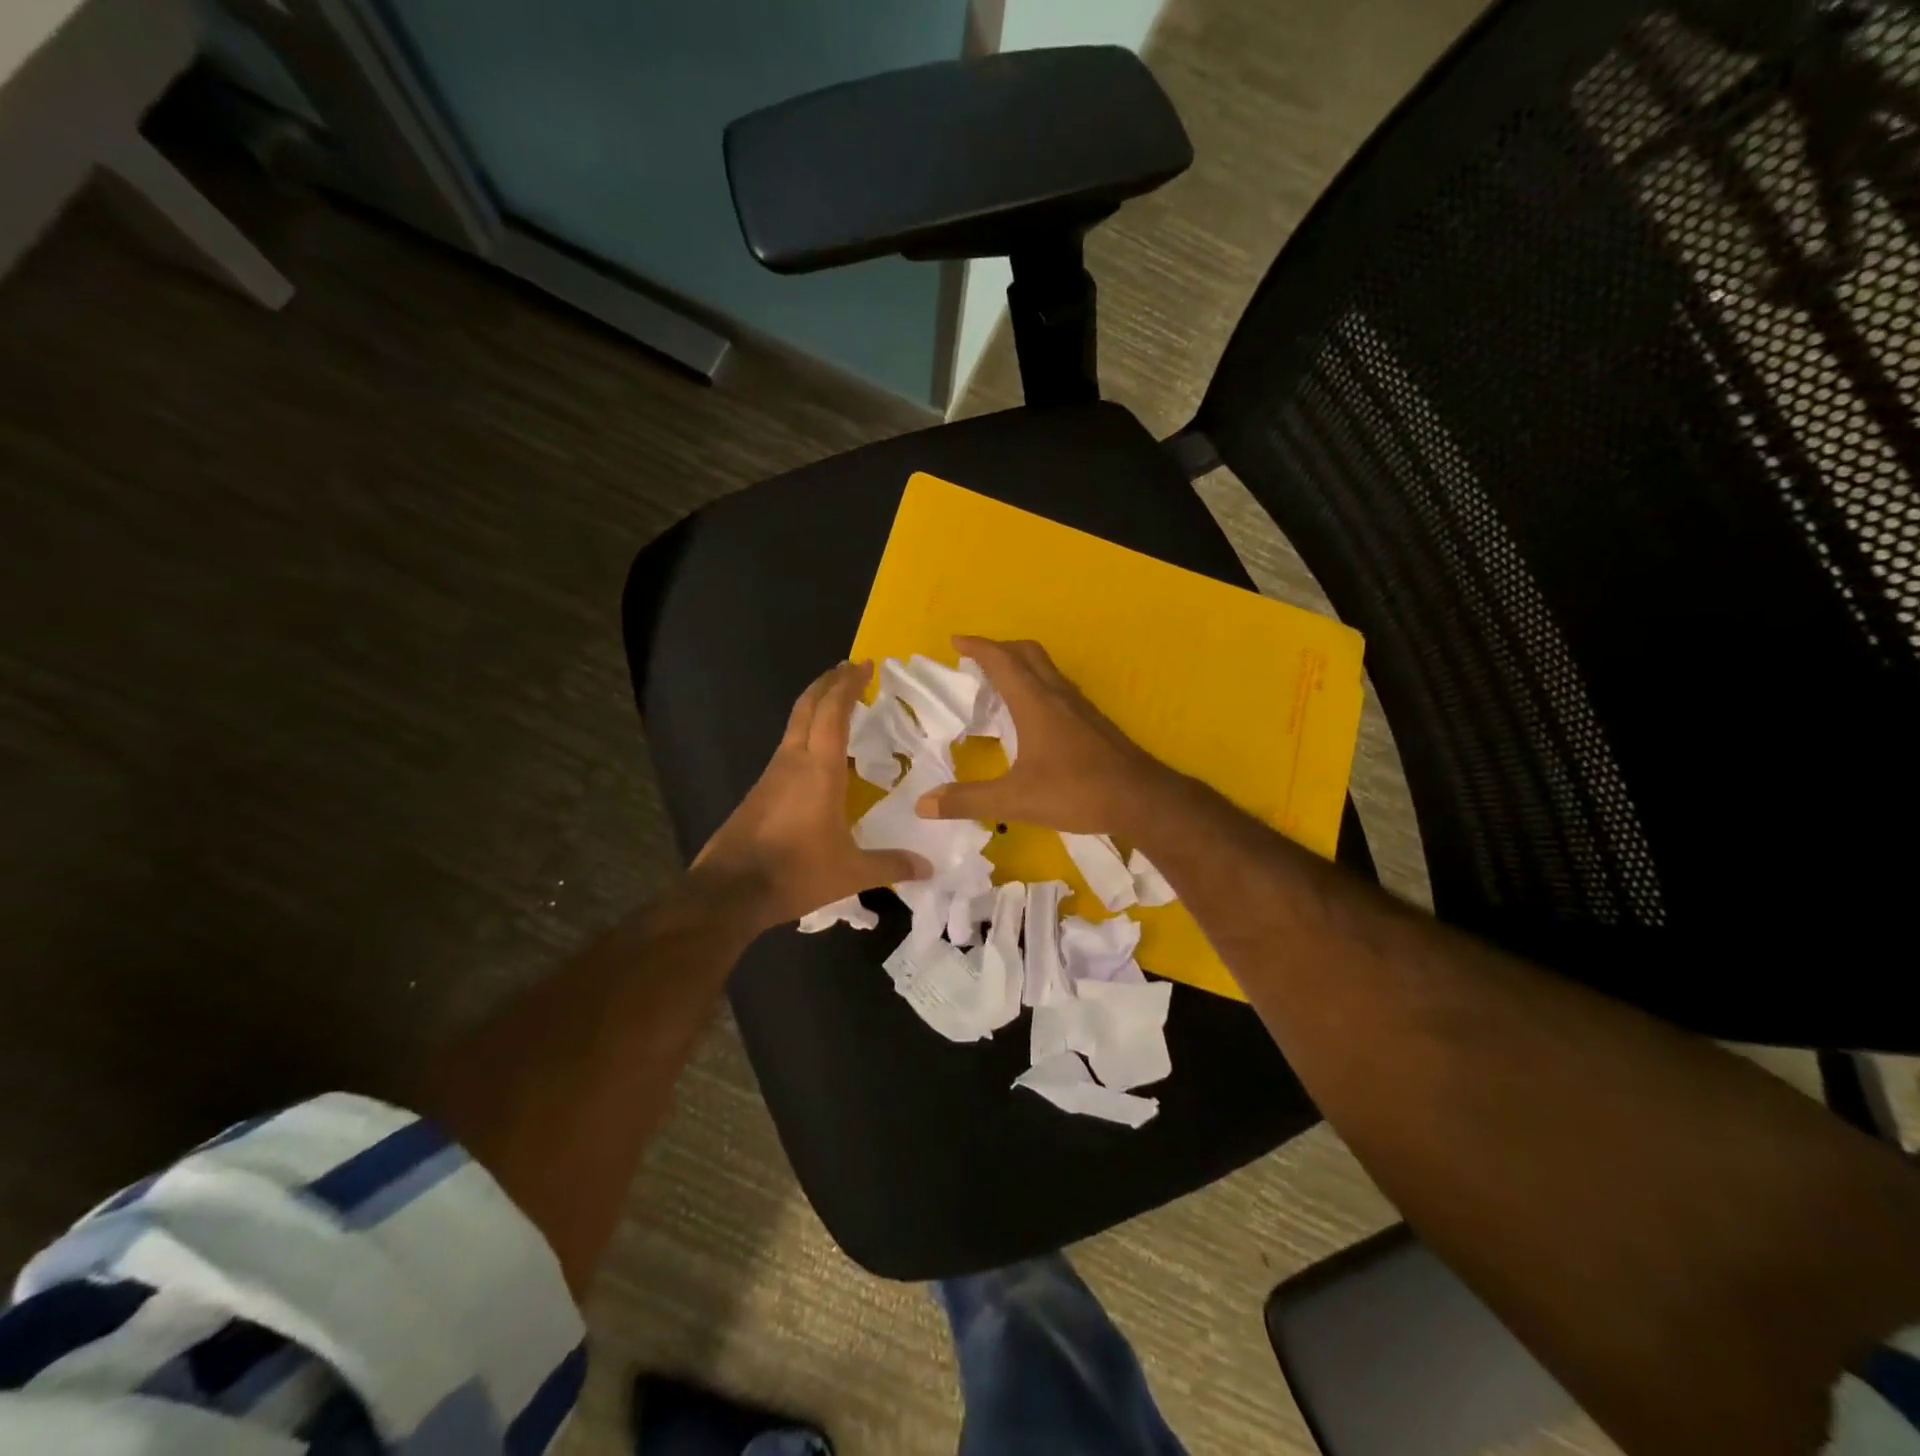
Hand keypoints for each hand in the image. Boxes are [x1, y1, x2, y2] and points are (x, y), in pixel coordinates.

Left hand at [695, 661, 928, 930]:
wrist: (730, 891)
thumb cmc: (795, 872)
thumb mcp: (851, 873)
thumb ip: (891, 865)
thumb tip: (928, 867)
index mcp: (819, 769)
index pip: (833, 711)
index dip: (848, 684)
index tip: (865, 665)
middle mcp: (793, 761)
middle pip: (808, 706)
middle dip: (829, 682)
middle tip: (850, 669)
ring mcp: (772, 774)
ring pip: (795, 725)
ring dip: (816, 707)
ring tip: (840, 706)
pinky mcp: (760, 790)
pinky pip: (788, 748)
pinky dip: (807, 734)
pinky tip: (819, 756)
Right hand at [914, 636, 1177, 834]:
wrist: (1141, 799)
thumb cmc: (1076, 792)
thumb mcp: (1015, 800)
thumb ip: (967, 801)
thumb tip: (922, 804)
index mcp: (1035, 702)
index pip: (1001, 660)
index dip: (977, 647)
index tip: (955, 641)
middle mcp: (1058, 695)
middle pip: (1028, 653)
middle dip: (999, 649)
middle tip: (976, 660)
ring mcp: (1081, 707)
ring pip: (1047, 669)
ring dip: (1021, 665)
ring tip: (1000, 684)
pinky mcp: (1094, 722)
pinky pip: (1059, 689)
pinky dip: (1038, 686)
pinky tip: (1034, 716)